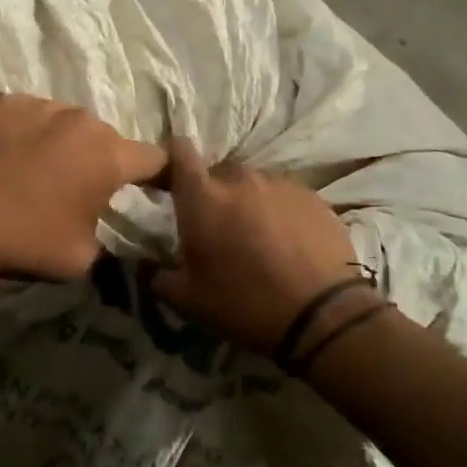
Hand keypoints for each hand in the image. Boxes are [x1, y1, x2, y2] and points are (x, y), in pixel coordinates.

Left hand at [0, 94, 166, 281]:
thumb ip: (109, 241)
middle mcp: (82, 120)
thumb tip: (112, 238)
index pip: (155, 158)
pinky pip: (33, 115)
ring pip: (68, 124)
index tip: (158, 189)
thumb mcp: (82, 259)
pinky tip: (10, 156)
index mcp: (110, 155)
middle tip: (84, 189)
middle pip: (107, 139)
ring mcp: (42, 104)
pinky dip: (31, 133)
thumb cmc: (24, 240)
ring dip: (66, 144)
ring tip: (41, 171)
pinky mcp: (6, 101)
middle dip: (103, 162)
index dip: (162, 176)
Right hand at [152, 138, 360, 352]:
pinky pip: (285, 195)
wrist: (322, 315)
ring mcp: (279, 184)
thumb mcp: (188, 300)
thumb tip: (144, 264)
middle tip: (219, 226)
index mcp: (202, 197)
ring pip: (254, 183)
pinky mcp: (312, 196)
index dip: (173, 159)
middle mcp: (239, 179)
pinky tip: (288, 242)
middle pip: (219, 172)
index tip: (173, 179)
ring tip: (258, 237)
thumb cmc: (244, 303)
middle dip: (214, 192)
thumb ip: (157, 276)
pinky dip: (280, 211)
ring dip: (249, 202)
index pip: (180, 151)